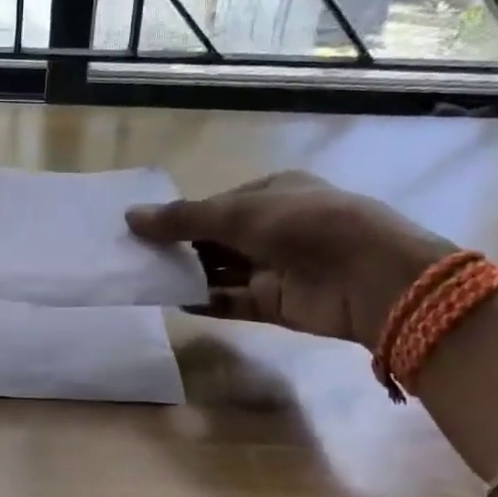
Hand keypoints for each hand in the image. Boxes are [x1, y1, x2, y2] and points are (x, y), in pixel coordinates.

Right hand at [126, 172, 451, 346]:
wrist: (368, 277)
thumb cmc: (303, 225)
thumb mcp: (238, 213)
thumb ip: (182, 219)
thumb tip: (129, 217)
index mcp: (273, 192)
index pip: (218, 204)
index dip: (183, 215)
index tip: (145, 228)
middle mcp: (274, 228)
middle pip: (217, 239)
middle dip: (181, 247)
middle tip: (137, 256)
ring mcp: (276, 267)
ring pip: (222, 270)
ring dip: (189, 275)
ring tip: (147, 279)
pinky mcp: (276, 304)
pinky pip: (232, 301)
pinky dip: (206, 302)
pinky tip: (175, 302)